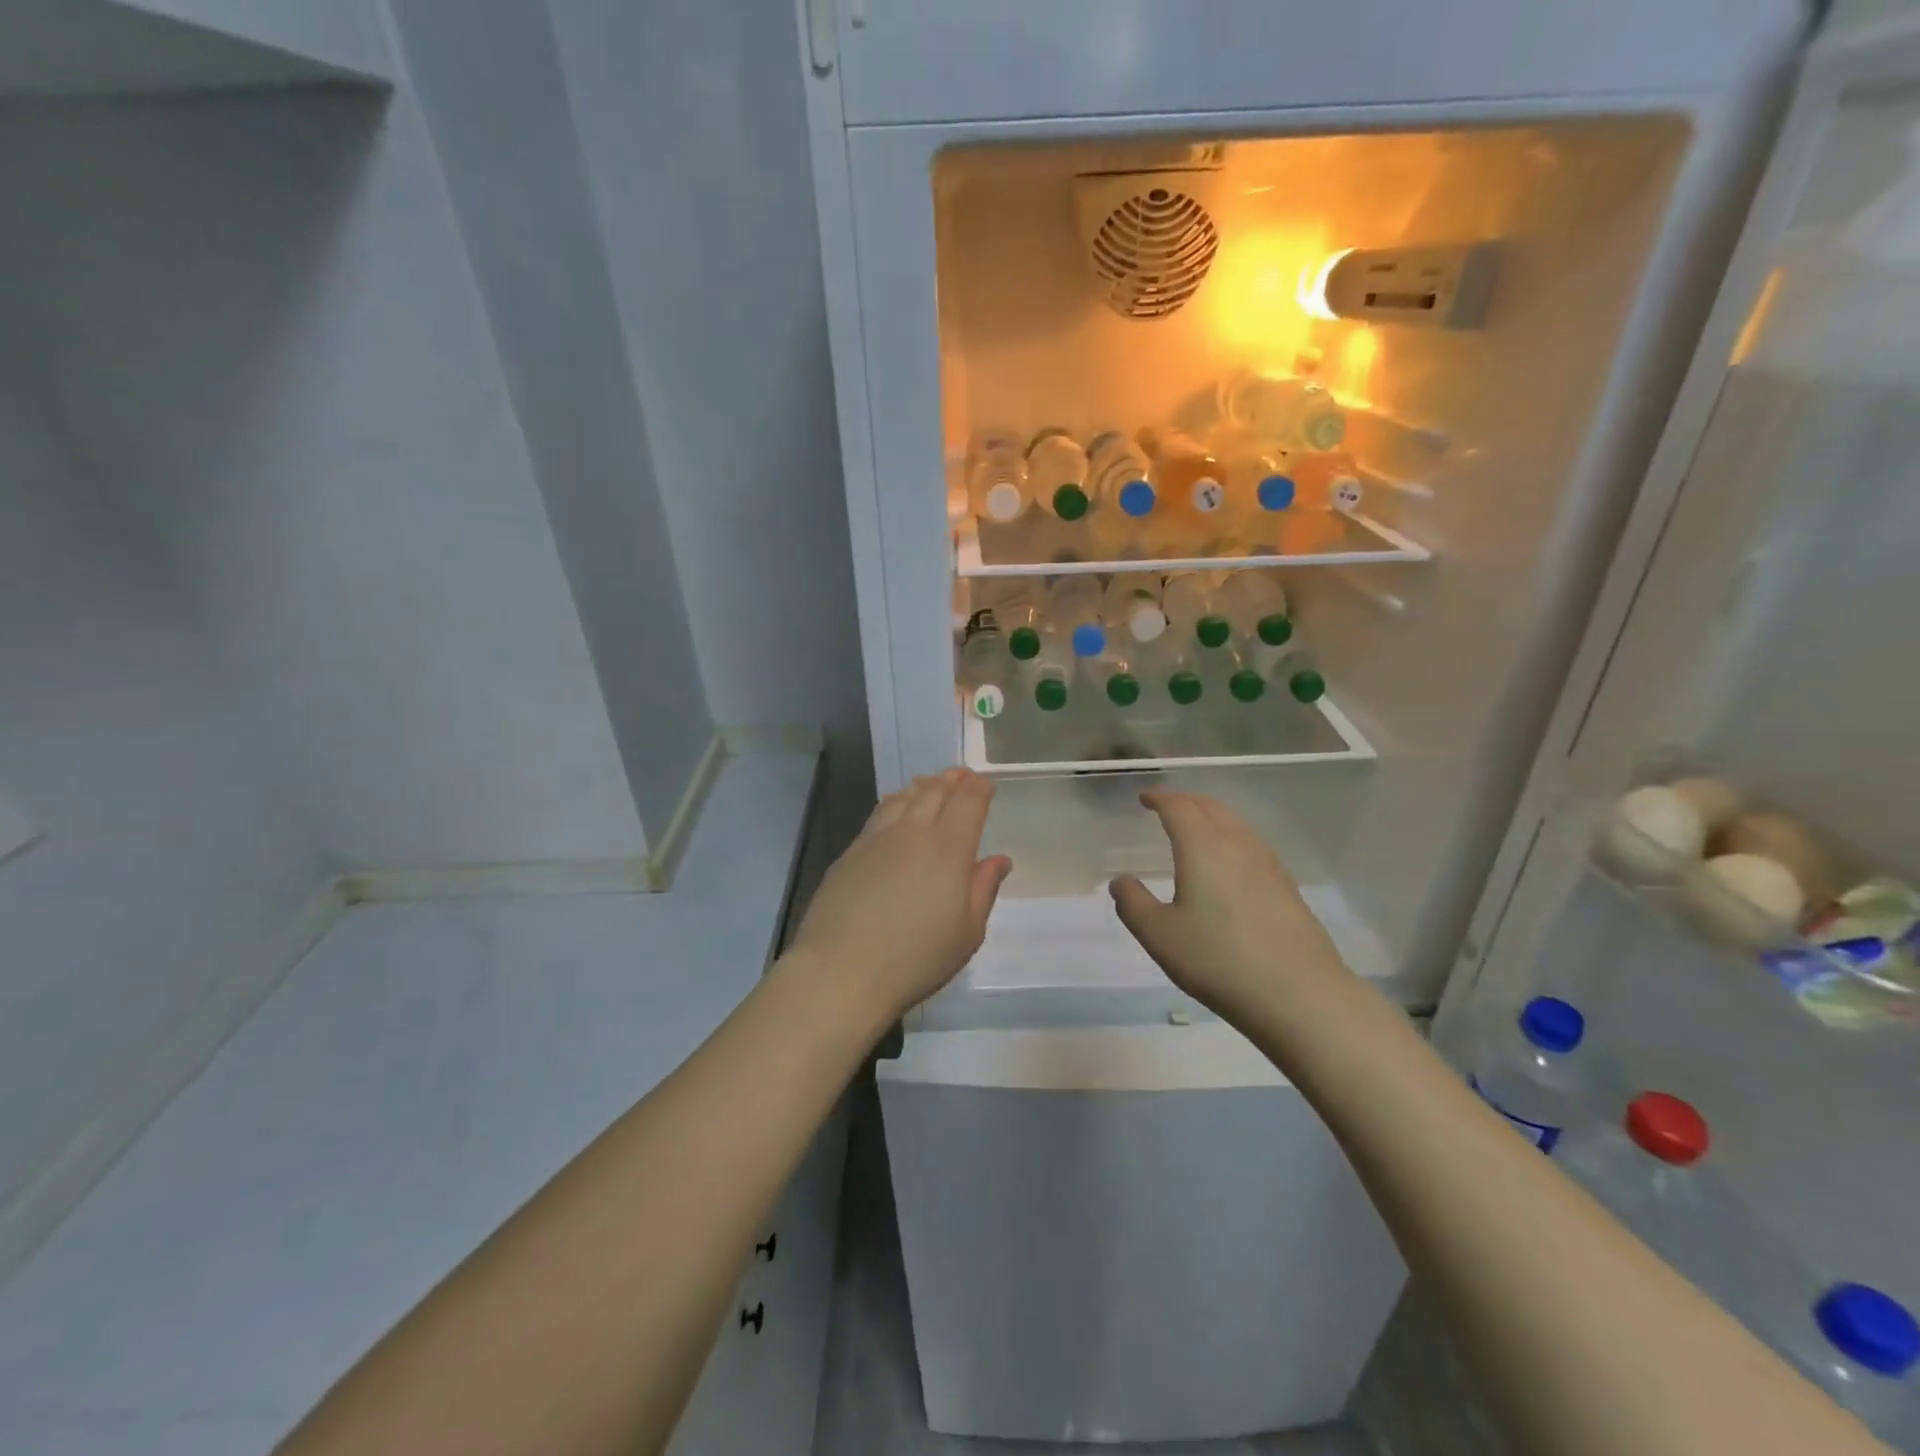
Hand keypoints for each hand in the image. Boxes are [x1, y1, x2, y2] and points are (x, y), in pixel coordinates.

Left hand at [785, 768, 1011, 1025]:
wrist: (841, 970)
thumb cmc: (916, 958)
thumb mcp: (967, 933)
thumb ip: (983, 889)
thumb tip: (998, 859)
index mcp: (948, 848)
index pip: (968, 801)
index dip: (979, 788)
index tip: (985, 784)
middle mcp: (913, 832)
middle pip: (934, 791)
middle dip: (952, 779)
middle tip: (962, 775)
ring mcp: (876, 838)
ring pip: (903, 797)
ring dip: (922, 786)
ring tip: (930, 784)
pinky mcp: (850, 852)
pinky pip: (879, 813)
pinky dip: (895, 802)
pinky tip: (895, 810)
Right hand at [1109, 790, 1352, 1025]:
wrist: (1299, 994)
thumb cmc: (1218, 960)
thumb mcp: (1160, 936)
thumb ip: (1134, 904)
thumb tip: (1121, 881)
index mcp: (1203, 847)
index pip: (1179, 808)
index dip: (1160, 798)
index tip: (1145, 798)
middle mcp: (1238, 845)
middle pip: (1211, 808)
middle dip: (1187, 802)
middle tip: (1168, 808)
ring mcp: (1268, 865)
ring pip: (1236, 824)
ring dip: (1212, 817)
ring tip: (1197, 830)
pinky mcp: (1288, 887)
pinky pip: (1253, 845)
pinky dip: (1232, 839)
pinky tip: (1231, 864)